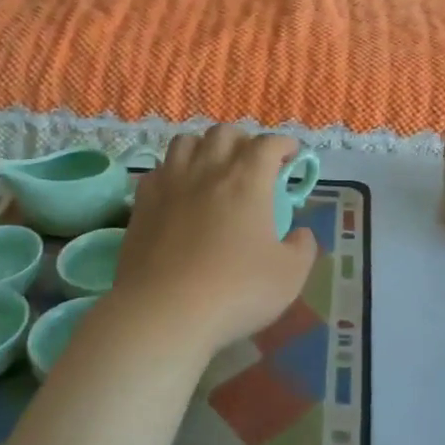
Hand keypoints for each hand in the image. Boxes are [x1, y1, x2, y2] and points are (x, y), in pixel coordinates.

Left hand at [112, 126, 318, 352]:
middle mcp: (207, 170)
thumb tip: (300, 234)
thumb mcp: (289, 276)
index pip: (268, 144)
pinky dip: (172, 172)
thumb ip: (302, 248)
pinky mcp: (142, 203)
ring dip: (204, 147)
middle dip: (243, 140)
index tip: (291, 154)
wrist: (164, 311)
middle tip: (252, 161)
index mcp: (247, 180)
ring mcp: (170, 183)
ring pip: (185, 142)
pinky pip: (157, 170)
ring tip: (212, 167)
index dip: (283, 144)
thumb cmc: (235, 291)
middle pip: (223, 133)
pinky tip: (178, 191)